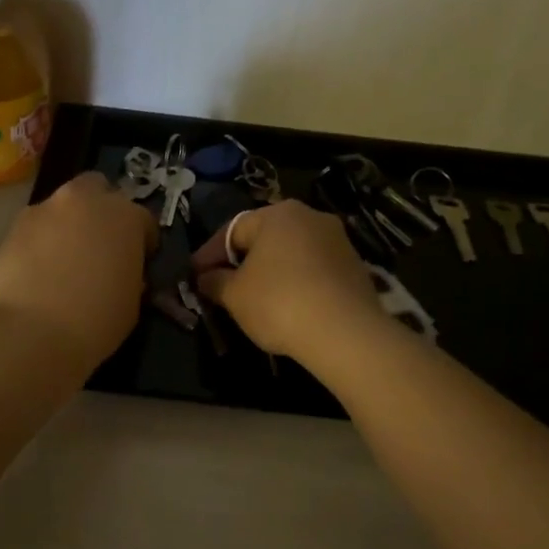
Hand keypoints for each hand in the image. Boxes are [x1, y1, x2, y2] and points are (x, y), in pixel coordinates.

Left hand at [0, 172, 155, 370]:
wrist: (29, 333)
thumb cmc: (94, 322)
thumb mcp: (131, 302)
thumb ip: (130, 274)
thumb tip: (121, 272)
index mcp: (124, 216)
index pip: (143, 219)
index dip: (143, 241)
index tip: (139, 261)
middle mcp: (84, 201)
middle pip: (98, 190)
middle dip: (101, 211)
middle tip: (100, 246)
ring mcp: (44, 209)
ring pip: (62, 207)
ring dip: (68, 225)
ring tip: (64, 261)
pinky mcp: (12, 227)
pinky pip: (36, 227)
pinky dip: (41, 241)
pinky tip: (39, 271)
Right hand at [192, 200, 386, 359]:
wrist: (346, 333)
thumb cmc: (279, 303)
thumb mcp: (234, 295)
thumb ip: (215, 281)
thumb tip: (205, 277)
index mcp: (278, 214)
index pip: (232, 231)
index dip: (209, 255)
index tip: (194, 276)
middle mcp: (310, 217)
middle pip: (264, 238)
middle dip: (241, 261)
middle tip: (222, 286)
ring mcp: (337, 241)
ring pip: (291, 254)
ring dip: (270, 272)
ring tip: (253, 300)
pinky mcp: (355, 267)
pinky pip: (313, 270)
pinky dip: (295, 283)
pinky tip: (287, 307)